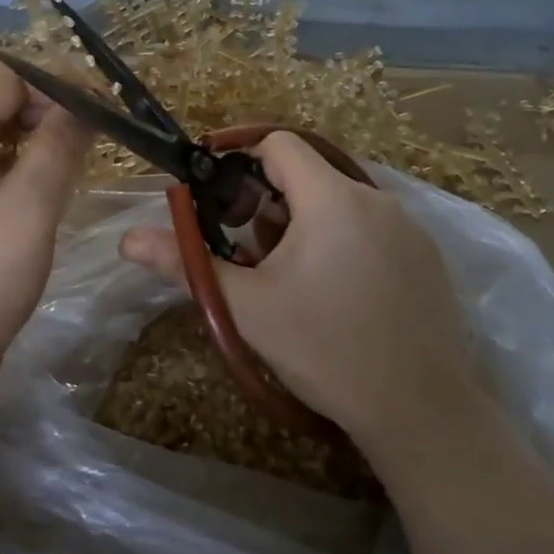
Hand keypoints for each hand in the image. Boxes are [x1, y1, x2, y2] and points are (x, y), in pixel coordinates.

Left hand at [0, 64, 89, 416]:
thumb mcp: (27, 207)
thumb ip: (58, 147)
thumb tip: (85, 102)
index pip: (8, 78)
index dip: (58, 82)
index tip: (107, 104)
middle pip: (5, 107)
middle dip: (55, 112)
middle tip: (105, 135)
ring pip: (6, 144)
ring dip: (48, 144)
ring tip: (90, 160)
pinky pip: (1, 177)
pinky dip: (34, 174)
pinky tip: (61, 190)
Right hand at [119, 132, 479, 455]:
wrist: (420, 410)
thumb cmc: (325, 349)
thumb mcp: (246, 307)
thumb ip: (185, 263)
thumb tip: (126, 240)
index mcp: (332, 199)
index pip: (278, 144)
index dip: (239, 158)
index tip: (216, 197)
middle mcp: (377, 199)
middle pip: (306, 175)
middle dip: (266, 204)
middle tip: (247, 253)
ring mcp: (410, 228)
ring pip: (338, 203)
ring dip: (301, 225)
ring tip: (287, 279)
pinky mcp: (427, 256)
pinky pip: (370, 227)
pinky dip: (339, 241)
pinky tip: (333, 294)